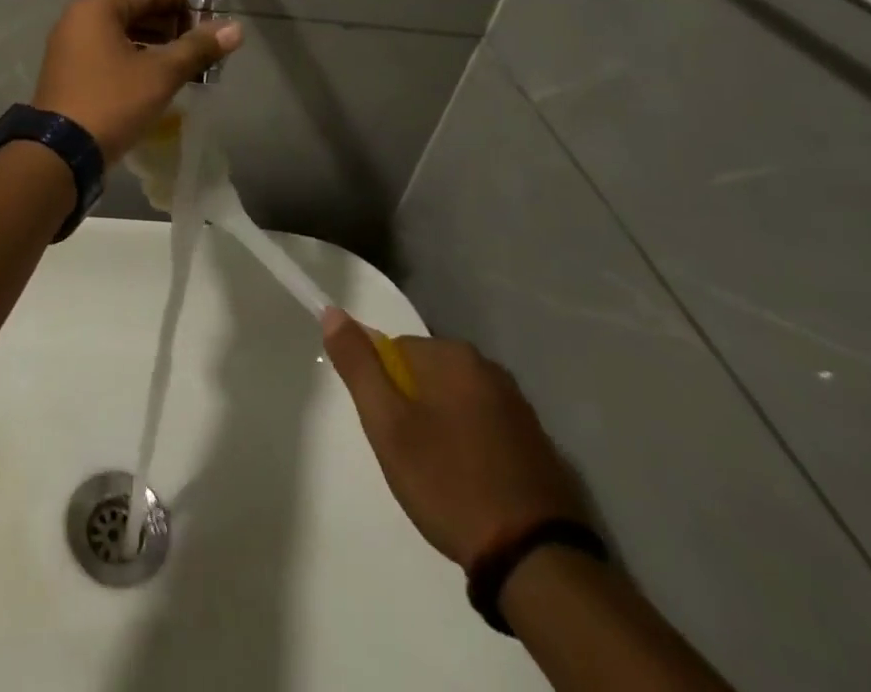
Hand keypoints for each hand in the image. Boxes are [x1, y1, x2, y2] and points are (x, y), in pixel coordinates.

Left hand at [31, 0, 242, 161]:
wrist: (61, 153)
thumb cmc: (112, 102)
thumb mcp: (161, 74)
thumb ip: (198, 48)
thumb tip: (235, 28)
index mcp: (97, 9)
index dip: (183, 0)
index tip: (212, 15)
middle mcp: (78, 20)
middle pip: (133, 9)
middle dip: (171, 23)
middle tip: (203, 41)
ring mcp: (69, 47)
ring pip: (121, 33)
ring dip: (155, 42)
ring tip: (187, 60)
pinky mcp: (69, 72)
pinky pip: (108, 52)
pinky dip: (135, 57)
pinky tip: (158, 76)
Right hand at [322, 309, 587, 568]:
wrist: (535, 559)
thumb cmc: (449, 482)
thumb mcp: (388, 425)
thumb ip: (358, 365)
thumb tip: (332, 312)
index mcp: (453, 355)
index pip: (395, 350)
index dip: (384, 391)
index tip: (390, 432)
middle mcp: (489, 367)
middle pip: (427, 374)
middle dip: (412, 408)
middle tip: (411, 457)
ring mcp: (519, 405)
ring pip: (457, 401)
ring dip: (442, 427)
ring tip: (440, 476)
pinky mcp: (538, 441)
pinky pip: (486, 427)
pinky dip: (472, 446)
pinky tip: (471, 485)